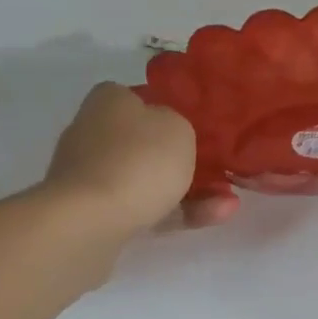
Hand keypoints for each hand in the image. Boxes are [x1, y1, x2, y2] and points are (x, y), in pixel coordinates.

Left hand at [40, 83, 238, 235]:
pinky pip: (144, 208)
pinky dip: (176, 212)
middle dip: (179, 157)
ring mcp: (90, 177)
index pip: (135, 95)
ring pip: (148, 180)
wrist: (89, 223)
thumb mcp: (178, 126)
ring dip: (189, 191)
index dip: (164, 106)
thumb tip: (166, 131)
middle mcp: (92, 134)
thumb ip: (178, 122)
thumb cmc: (138, 159)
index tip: (192, 123)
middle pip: (142, 141)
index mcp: (107, 102)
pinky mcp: (92, 215)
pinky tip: (214, 217)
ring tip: (228, 203)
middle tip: (216, 166)